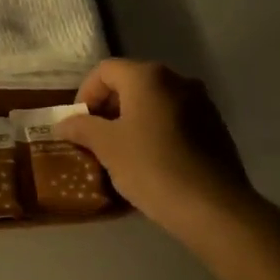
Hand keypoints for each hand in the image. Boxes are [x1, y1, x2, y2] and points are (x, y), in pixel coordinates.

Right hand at [56, 58, 250, 236]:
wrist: (214, 208)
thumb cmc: (152, 167)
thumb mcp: (106, 147)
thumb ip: (81, 127)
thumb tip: (63, 123)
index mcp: (148, 77)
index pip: (104, 71)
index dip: (85, 94)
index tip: (79, 123)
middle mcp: (178, 80)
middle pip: (131, 83)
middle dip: (108, 107)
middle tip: (95, 137)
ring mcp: (201, 103)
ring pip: (154, 102)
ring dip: (132, 119)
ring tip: (120, 151)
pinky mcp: (215, 127)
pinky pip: (174, 119)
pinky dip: (155, 131)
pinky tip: (150, 160)